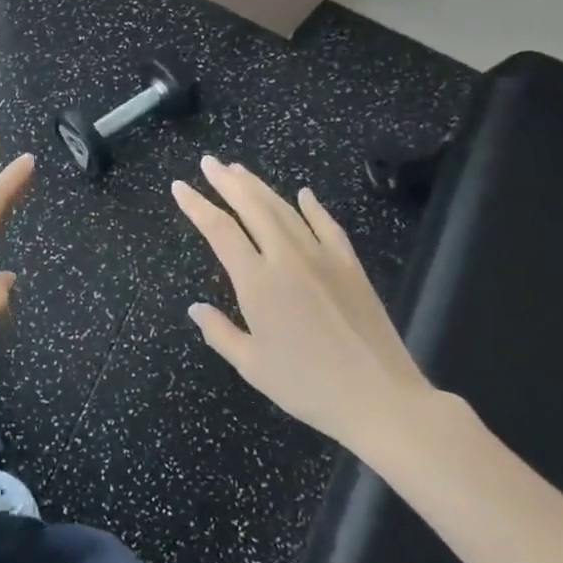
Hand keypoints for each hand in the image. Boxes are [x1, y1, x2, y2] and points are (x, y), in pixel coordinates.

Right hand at [171, 156, 436, 457]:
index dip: (196, 205)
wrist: (382, 400)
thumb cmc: (308, 387)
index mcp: (257, 282)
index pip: (219, 230)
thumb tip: (195, 308)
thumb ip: (219, 332)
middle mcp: (286, 258)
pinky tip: (304, 194)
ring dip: (259, 186)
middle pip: (252, 207)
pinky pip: (327, 226)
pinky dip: (312, 207)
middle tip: (209, 162)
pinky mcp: (350, 266)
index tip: (180, 186)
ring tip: (239, 169)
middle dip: (226, 181)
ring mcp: (322, 258)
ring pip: (285, 209)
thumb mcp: (252, 366)